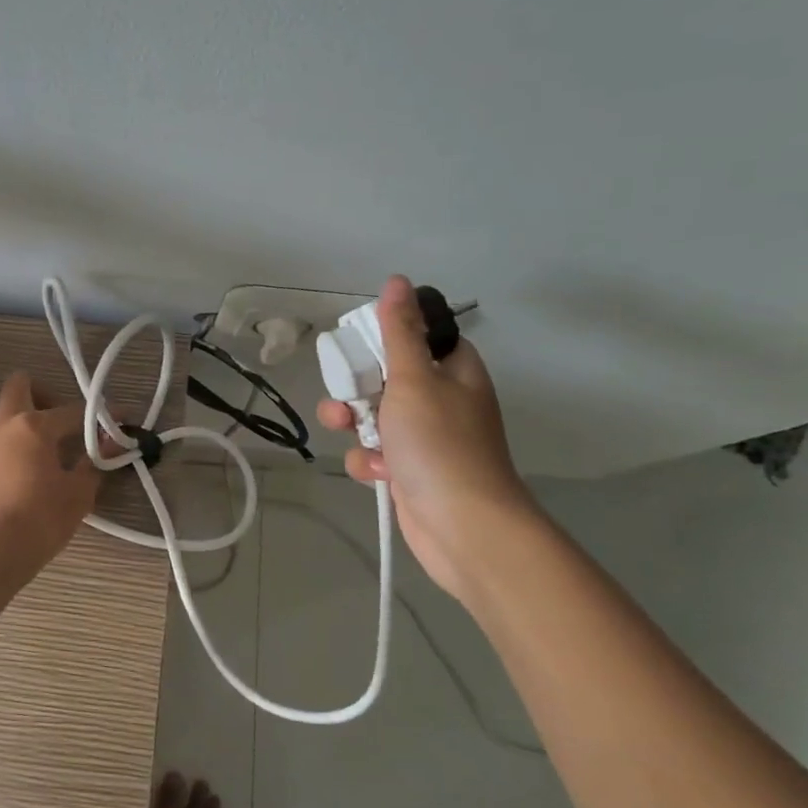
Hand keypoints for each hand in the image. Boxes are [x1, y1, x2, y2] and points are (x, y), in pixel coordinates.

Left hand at [0, 371, 102, 577]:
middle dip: (39, 392)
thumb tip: (110, 445)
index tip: (119, 419)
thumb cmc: (43, 520)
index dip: (99, 415)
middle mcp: (4, 424)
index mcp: (37, 426)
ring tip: (15, 431)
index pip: (74, 411)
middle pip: (17, 384)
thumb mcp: (80, 493)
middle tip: (54, 418)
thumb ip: (94, 463)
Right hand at [317, 275, 537, 602]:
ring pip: (374, 417)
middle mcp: (442, 400)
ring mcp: (425, 438)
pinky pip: (376, 454)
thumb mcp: (414, 379)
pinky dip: (369, 461)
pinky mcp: (408, 472)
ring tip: (348, 431)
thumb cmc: (440, 444)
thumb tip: (397, 281)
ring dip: (355, 424)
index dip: (385, 337)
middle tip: (345, 393)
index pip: (417, 336)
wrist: (462, 526)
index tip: (358, 344)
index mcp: (453, 370)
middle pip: (386, 376)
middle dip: (357, 386)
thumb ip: (398, 332)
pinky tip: (376, 472)